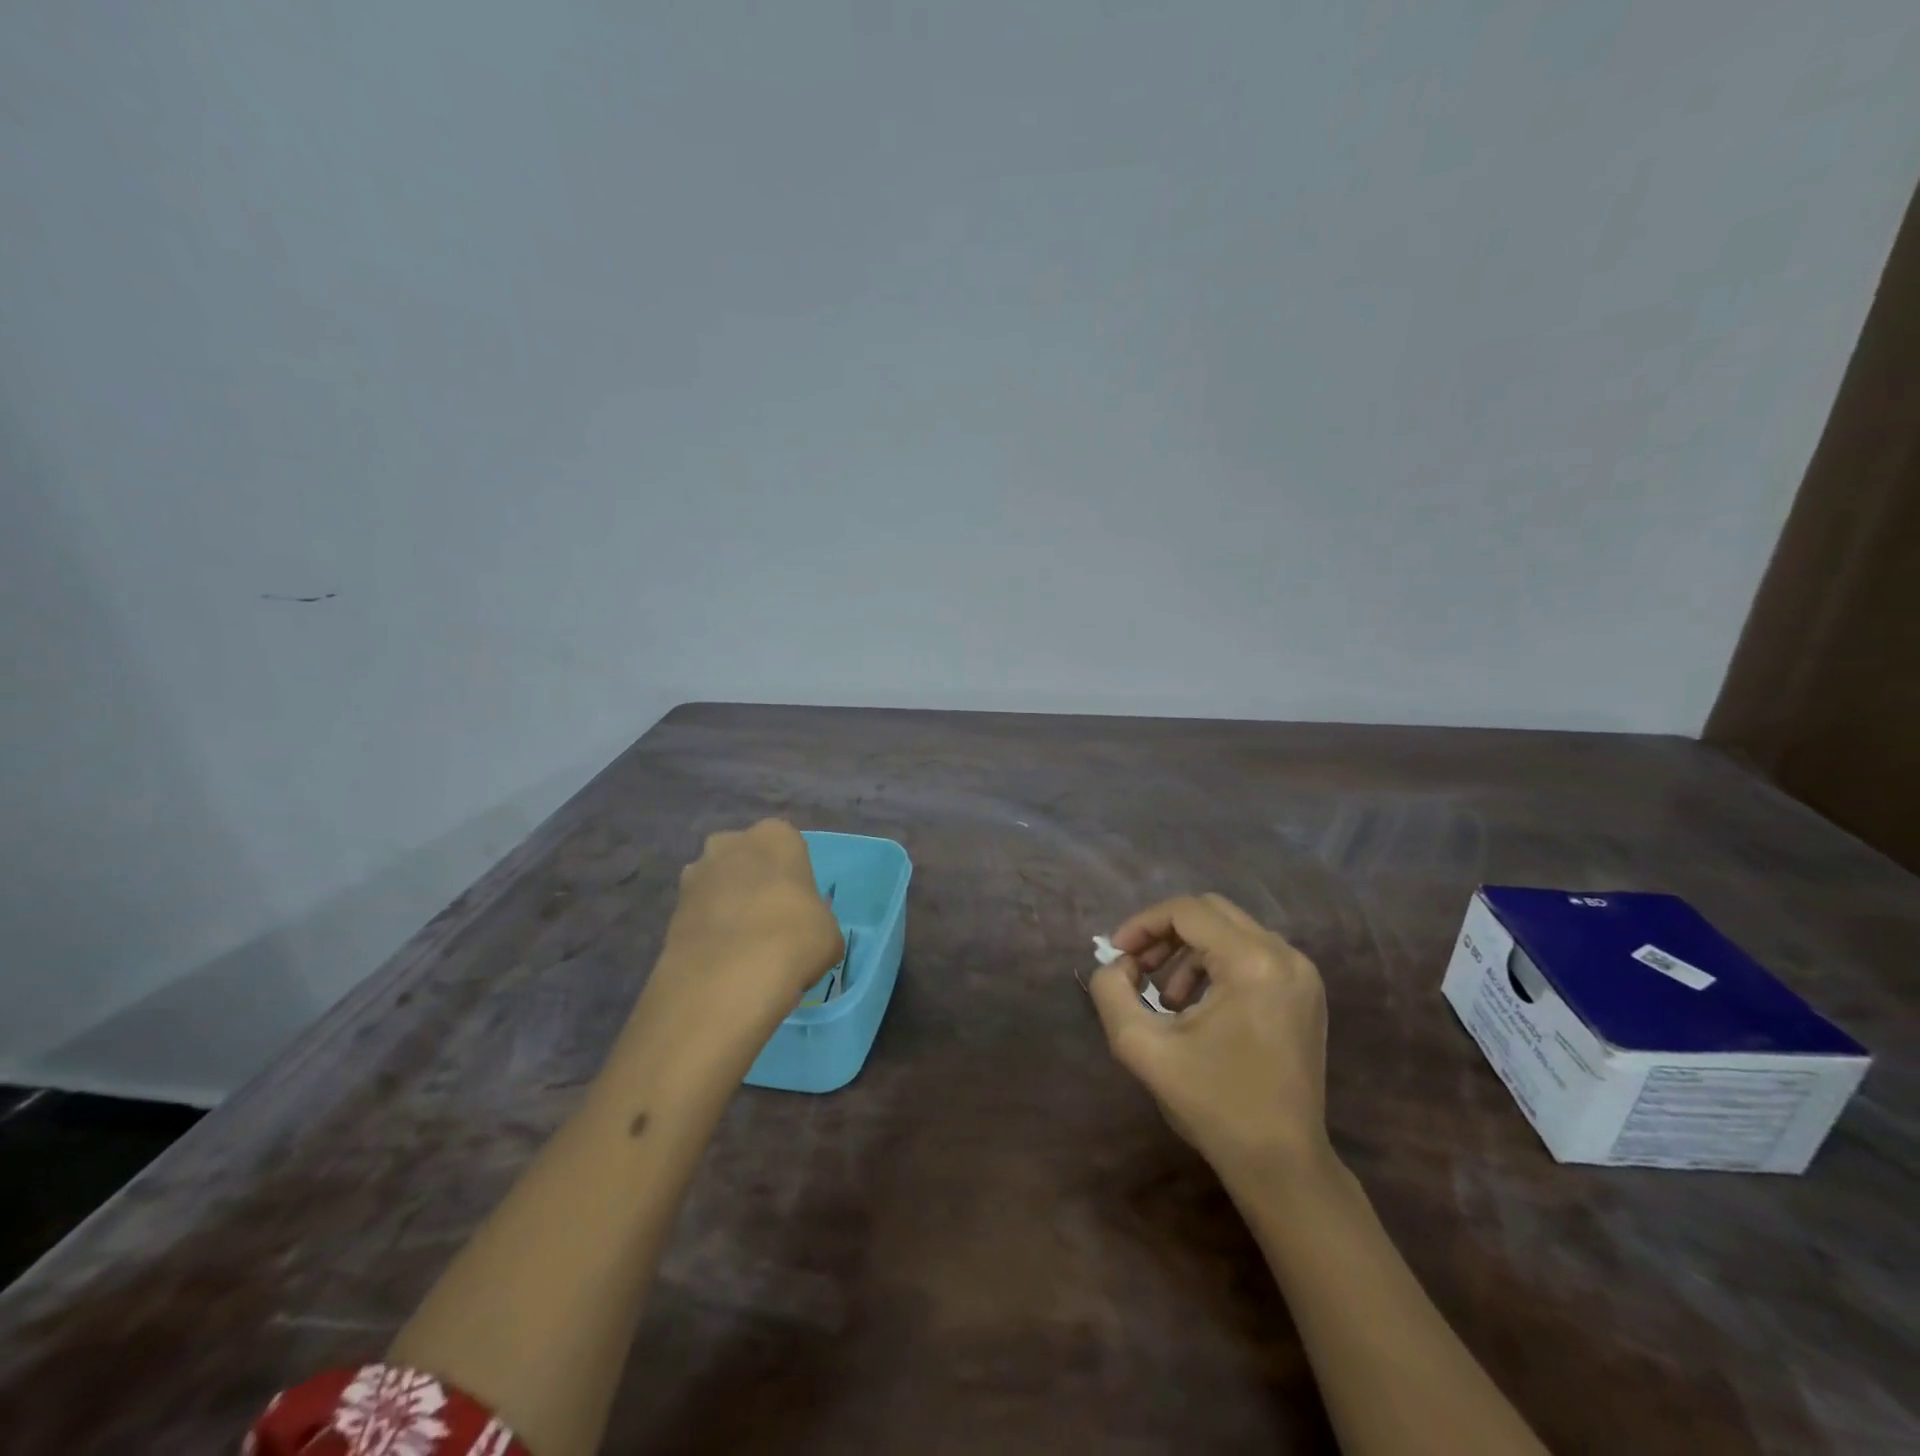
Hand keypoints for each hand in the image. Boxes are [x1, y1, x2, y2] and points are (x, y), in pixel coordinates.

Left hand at [627, 820, 843, 1078]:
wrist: (727, 977)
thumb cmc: (794, 938)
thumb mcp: (830, 932)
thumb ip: (816, 920)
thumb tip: (804, 933)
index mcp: (776, 835)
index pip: (789, 846)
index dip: (794, 878)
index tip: (800, 908)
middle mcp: (731, 842)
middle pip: (747, 859)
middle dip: (755, 883)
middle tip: (771, 923)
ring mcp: (695, 874)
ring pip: (719, 885)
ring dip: (728, 907)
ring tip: (744, 949)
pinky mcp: (671, 910)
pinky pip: (700, 915)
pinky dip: (709, 932)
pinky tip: (723, 962)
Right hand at [1089, 894, 1329, 1182]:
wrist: (1282, 1164)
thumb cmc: (1212, 1104)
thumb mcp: (1142, 1046)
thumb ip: (1112, 992)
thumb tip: (1118, 965)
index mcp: (1252, 962)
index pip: (1186, 911)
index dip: (1142, 925)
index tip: (1117, 955)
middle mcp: (1284, 956)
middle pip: (1211, 913)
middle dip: (1165, 933)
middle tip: (1137, 968)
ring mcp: (1301, 974)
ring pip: (1231, 932)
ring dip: (1188, 951)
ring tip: (1166, 998)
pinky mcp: (1305, 993)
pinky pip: (1251, 955)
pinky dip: (1216, 965)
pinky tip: (1197, 1006)